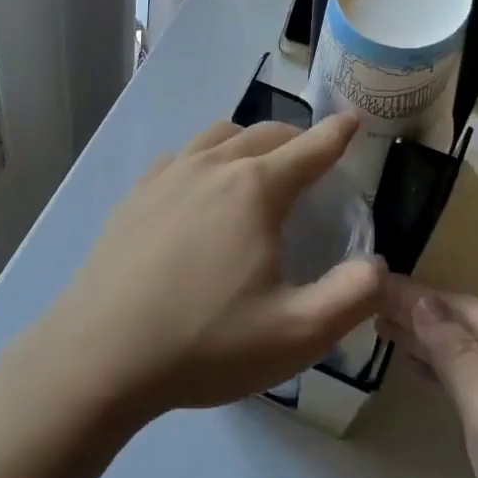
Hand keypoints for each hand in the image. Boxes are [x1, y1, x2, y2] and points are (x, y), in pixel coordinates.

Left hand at [52, 116, 385, 415]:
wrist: (99, 357)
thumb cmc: (204, 344)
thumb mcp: (297, 334)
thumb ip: (353, 297)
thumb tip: (378, 267)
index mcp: (254, 189)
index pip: (309, 148)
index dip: (337, 134)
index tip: (353, 120)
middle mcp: (211, 167)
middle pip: (264, 134)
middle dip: (296, 138)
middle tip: (312, 157)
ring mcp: (166, 177)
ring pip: (217, 137)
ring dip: (248, 141)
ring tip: (258, 166)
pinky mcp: (134, 197)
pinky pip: (181, 158)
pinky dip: (206, 159)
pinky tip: (199, 189)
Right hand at [381, 279, 477, 477]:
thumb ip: (453, 352)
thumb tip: (422, 300)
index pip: (453, 303)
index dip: (408, 294)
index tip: (364, 282)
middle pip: (462, 320)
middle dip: (415, 313)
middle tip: (362, 306)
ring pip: (470, 347)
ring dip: (428, 339)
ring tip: (382, 330)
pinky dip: (448, 367)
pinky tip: (423, 367)